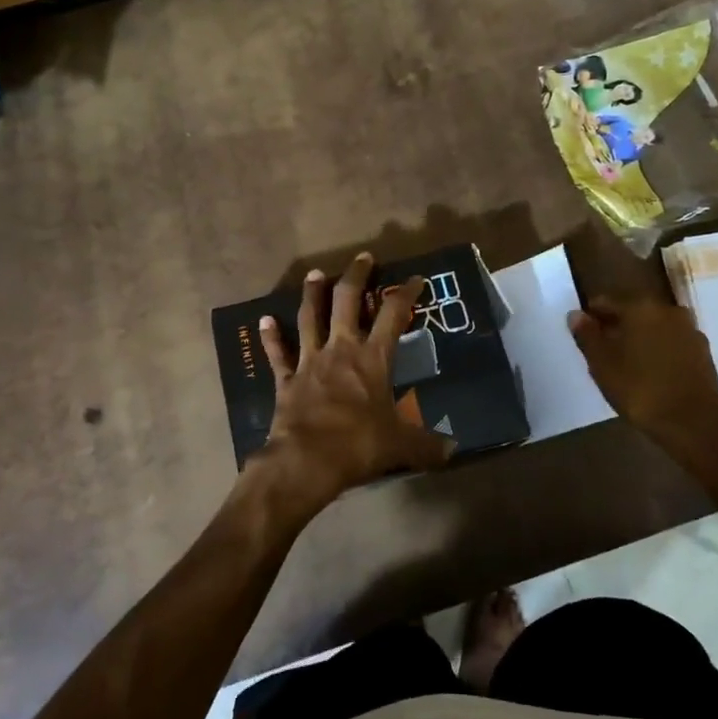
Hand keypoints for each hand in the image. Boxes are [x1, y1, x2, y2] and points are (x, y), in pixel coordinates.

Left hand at [253, 253, 453, 517]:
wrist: (307, 460)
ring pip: (310, 318)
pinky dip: (271, 337)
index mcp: (373, 358)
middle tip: (362, 258)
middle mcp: (341, 349)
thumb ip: (427, 444)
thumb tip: (453, 450)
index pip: (393, 315)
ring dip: (313, 294)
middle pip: (347, 301)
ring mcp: (310, 361)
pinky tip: (264, 320)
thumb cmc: (359, 444)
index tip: (415, 279)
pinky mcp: (287, 380)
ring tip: (315, 274)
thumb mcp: (401, 445)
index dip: (406, 293)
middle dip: (356, 277)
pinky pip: (278, 354)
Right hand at [567, 298, 717, 462]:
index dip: (591, 317)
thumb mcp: (602, 365)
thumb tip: (576, 314)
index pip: (606, 302)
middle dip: (616, 327)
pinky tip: (650, 372)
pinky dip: (658, 350)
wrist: (694, 425)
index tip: (582, 335)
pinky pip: (671, 342)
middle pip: (632, 312)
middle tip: (601, 352)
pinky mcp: (703, 351)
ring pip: (654, 327)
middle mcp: (668, 310)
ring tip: (625, 364)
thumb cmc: (641, 391)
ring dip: (639, 339)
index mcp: (640, 307)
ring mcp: (689, 330)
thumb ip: (587, 336)